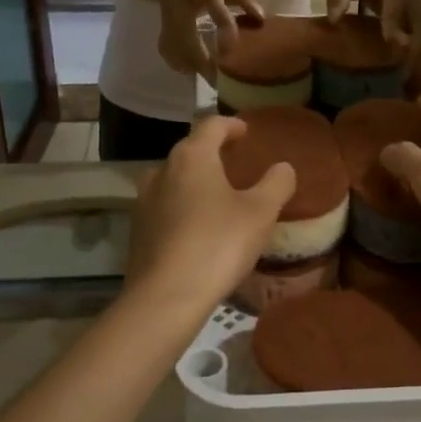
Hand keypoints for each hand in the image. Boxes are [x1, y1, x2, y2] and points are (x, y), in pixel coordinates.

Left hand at [125, 115, 295, 311]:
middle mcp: (162, 170)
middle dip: (213, 153)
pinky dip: (183, 208)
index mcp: (192, 157)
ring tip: (217, 197)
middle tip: (236, 164)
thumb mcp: (260, 213)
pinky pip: (164, 207)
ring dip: (195, 182)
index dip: (231, 124)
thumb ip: (276, 184)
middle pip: (190, 151)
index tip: (246, 132)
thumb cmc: (218, 244)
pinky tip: (198, 228)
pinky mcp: (137, 230)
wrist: (165, 297)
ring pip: (174, 180)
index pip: (211, 125)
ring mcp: (144, 200)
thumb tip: (283, 167)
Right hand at [159, 0, 264, 81]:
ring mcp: (166, 14)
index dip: (221, 19)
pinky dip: (180, 64)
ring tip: (211, 79)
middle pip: (185, 30)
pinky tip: (194, 72)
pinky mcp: (161, 27)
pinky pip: (168, 50)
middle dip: (201, 56)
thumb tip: (261, 17)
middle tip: (219, 77)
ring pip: (174, 44)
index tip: (232, 42)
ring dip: (191, 64)